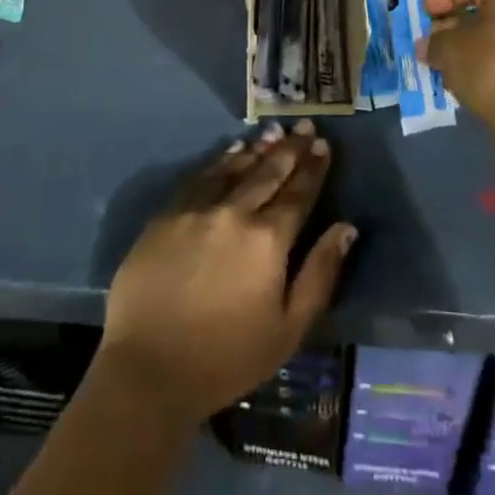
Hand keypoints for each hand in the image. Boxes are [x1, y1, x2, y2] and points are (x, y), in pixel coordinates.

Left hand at [100, 121, 357, 424]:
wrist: (148, 369)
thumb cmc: (226, 358)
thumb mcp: (288, 330)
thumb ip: (320, 274)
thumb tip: (346, 228)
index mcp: (268, 239)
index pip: (298, 193)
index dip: (313, 168)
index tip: (324, 145)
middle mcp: (235, 211)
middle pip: (269, 172)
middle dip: (291, 148)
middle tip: (305, 125)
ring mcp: (198, 208)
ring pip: (236, 167)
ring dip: (258, 147)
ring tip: (274, 130)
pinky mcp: (168, 213)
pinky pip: (201, 175)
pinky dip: (221, 160)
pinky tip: (231, 151)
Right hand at [418, 0, 494, 139]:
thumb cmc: (487, 68)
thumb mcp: (449, 50)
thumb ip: (434, 42)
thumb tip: (426, 45)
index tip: (425, 13)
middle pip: (485, 10)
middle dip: (455, 23)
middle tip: (434, 38)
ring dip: (470, 44)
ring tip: (447, 61)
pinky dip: (487, 60)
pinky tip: (468, 77)